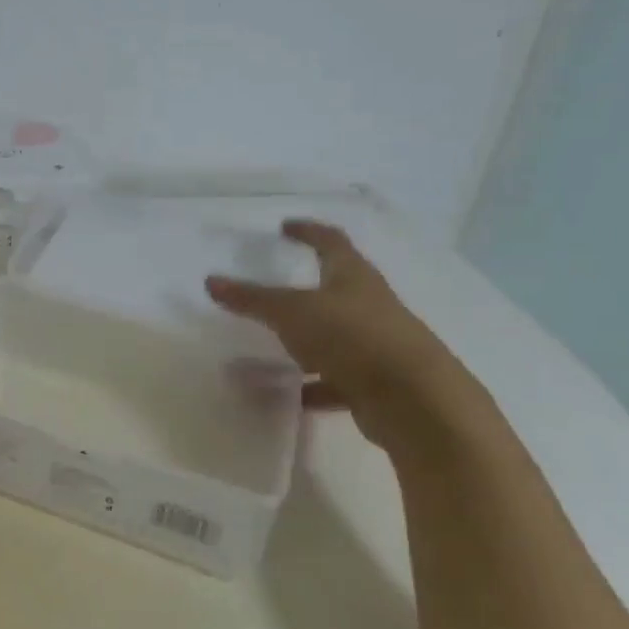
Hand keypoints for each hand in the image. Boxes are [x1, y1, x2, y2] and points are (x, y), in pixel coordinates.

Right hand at [206, 220, 489, 455]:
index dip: (308, 231)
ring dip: (307, 341)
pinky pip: (338, 378)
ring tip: (272, 348)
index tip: (286, 226)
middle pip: (337, 288)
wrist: (417, 402)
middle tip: (276, 288)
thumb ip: (252, 298)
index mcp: (353, 277)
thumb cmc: (352, 338)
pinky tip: (291, 395)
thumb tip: (211, 281)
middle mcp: (370, 305)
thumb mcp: (292, 313)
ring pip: (336, 336)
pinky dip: (315, 385)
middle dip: (308, 287)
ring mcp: (378, 345)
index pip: (331, 242)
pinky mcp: (378, 383)